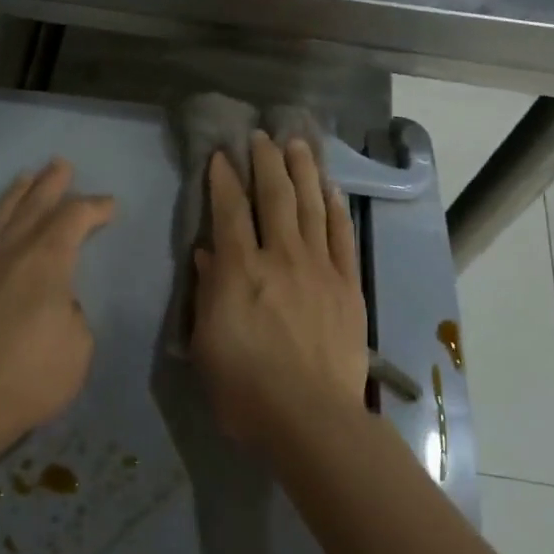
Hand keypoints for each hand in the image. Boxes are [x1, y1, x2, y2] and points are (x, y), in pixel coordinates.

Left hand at [0, 159, 115, 443]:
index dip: (95, 207)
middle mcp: (8, 254)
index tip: (110, 205)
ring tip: (23, 178)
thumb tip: (57, 303)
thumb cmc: (30, 378)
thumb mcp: (78, 348)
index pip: (75, 218)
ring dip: (12, 198)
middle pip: (33, 207)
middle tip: (60, 163)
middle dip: (51, 184)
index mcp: (46, 261)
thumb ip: (73, 314)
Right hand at [189, 132, 367, 447]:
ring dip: (303, 171)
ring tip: (298, 144)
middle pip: (275, 196)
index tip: (221, 154)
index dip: (224, 178)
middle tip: (262, 135)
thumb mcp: (206, 342)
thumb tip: (207, 252)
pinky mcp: (347, 285)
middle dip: (266, 161)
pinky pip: (342, 236)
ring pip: (311, 206)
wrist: (311, 418)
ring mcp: (319, 268)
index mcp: (240, 270)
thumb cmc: (245, 388)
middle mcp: (281, 257)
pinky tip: (330, 189)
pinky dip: (335, 208)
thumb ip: (208, 291)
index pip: (230, 210)